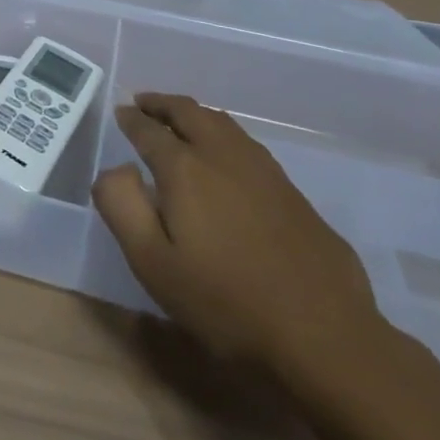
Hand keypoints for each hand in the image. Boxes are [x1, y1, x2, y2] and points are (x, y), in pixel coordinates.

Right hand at [92, 93, 380, 377]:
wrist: (323, 336)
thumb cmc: (225, 303)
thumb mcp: (152, 263)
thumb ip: (122, 207)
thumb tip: (115, 169)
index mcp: (184, 169)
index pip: (149, 130)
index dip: (131, 119)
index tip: (120, 113)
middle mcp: (223, 155)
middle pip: (189, 112)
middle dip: (162, 104)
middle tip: (143, 102)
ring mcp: (264, 171)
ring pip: (222, 123)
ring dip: (194, 114)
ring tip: (179, 121)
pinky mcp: (292, 192)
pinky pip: (246, 144)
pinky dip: (222, 134)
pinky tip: (224, 156)